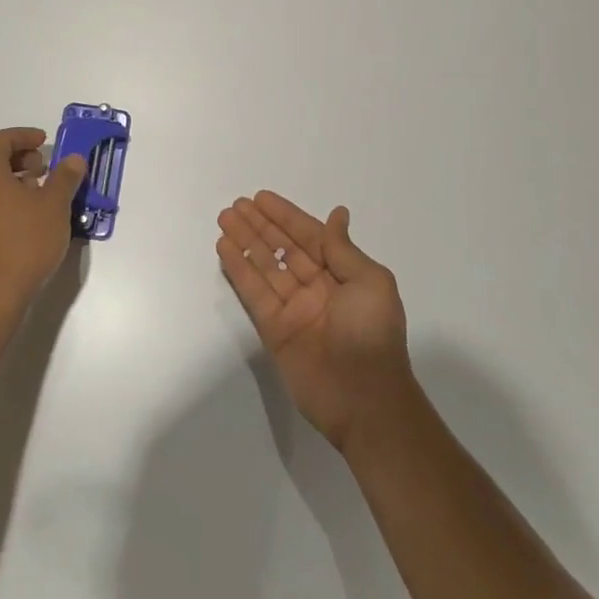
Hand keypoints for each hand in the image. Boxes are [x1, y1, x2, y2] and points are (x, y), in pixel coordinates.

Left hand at [0, 128, 85, 313]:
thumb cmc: (25, 242)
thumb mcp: (55, 205)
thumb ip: (65, 177)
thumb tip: (73, 159)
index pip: (0, 140)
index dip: (24, 136)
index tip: (45, 142)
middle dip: (20, 158)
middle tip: (46, 169)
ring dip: (14, 181)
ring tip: (41, 195)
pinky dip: (4, 200)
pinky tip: (27, 219)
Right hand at [216, 193, 415, 452]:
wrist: (366, 400)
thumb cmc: (373, 333)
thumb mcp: (371, 282)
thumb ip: (343, 249)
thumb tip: (338, 214)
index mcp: (343, 274)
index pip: (309, 236)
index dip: (286, 216)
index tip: (262, 197)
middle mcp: (316, 287)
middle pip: (282, 248)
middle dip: (260, 225)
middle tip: (235, 204)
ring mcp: (294, 309)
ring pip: (264, 266)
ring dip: (245, 241)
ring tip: (225, 218)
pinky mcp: (274, 330)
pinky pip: (254, 293)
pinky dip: (239, 270)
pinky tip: (225, 249)